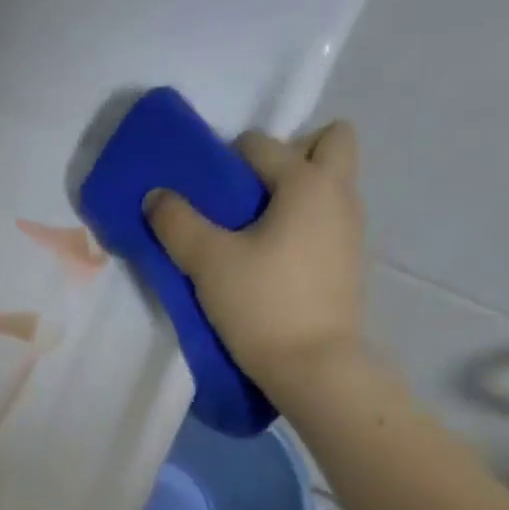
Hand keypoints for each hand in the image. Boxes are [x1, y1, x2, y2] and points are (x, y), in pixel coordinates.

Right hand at [147, 120, 365, 385]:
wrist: (314, 367)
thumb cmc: (262, 305)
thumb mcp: (208, 263)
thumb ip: (177, 223)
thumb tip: (156, 196)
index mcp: (308, 182)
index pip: (262, 144)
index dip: (225, 161)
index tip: (205, 195)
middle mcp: (340, 195)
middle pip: (329, 143)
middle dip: (290, 154)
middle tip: (251, 194)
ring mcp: (352, 230)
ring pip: (330, 186)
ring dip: (295, 194)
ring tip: (253, 235)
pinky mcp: (350, 264)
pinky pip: (328, 222)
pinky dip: (303, 226)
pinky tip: (272, 264)